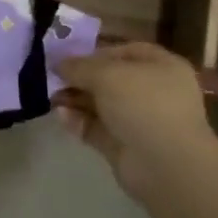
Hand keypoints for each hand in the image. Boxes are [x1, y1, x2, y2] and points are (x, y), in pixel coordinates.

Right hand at [54, 43, 217, 205]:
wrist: (165, 165)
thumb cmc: (143, 105)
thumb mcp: (106, 74)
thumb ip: (79, 66)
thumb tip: (58, 63)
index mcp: (162, 67)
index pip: (126, 52)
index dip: (97, 52)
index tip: (69, 56)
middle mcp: (153, 92)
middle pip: (110, 79)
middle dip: (80, 78)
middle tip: (53, 78)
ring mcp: (139, 121)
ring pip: (101, 105)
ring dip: (75, 99)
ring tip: (52, 98)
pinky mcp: (124, 146)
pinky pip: (96, 128)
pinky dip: (78, 121)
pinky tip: (61, 116)